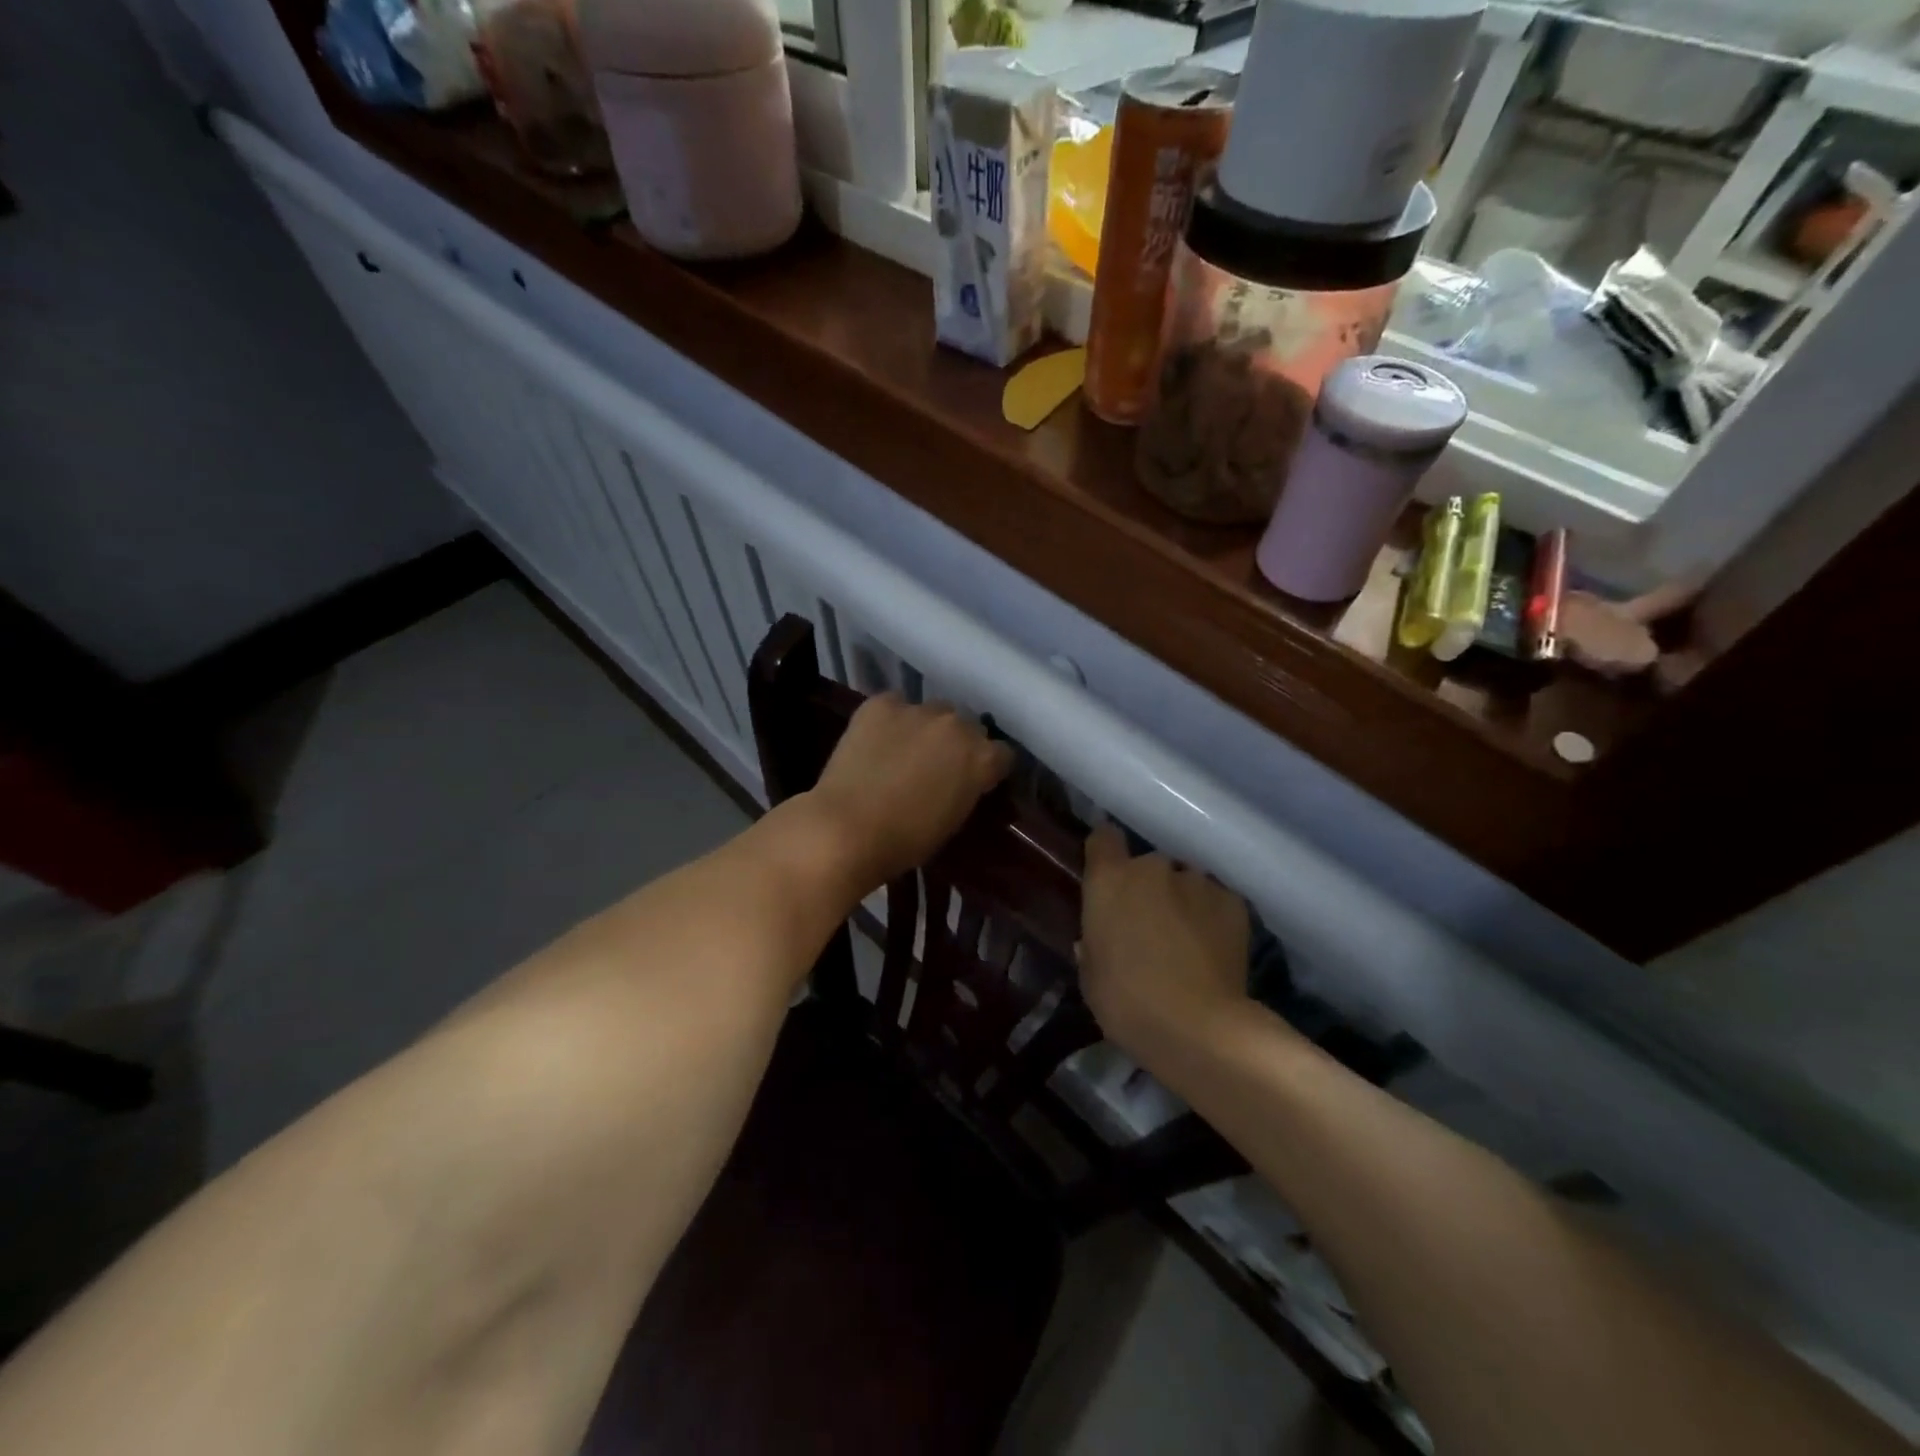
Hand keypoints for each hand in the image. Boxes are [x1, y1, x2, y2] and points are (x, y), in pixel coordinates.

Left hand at [805, 695, 1013, 894]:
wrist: (846, 829)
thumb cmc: (904, 841)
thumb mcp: (952, 821)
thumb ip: (966, 790)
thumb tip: (961, 781)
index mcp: (982, 759)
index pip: (1002, 754)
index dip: (988, 768)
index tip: (975, 782)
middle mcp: (957, 725)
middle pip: (967, 727)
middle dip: (957, 744)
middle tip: (936, 767)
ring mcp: (918, 710)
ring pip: (932, 712)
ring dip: (925, 729)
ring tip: (902, 752)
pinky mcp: (881, 704)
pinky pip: (895, 705)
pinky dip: (890, 720)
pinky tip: (875, 742)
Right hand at [1079, 822, 1250, 1059]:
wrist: (1199, 1028)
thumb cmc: (1127, 1002)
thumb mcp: (1090, 976)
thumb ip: (1092, 945)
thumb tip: (1096, 939)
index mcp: (1109, 880)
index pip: (1104, 838)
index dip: (1105, 853)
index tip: (1106, 874)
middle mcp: (1152, 867)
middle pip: (1147, 864)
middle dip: (1147, 888)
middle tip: (1149, 923)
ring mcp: (1196, 881)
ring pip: (1184, 882)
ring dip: (1181, 900)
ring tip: (1185, 939)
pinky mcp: (1233, 901)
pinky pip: (1215, 900)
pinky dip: (1211, 916)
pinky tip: (1212, 948)